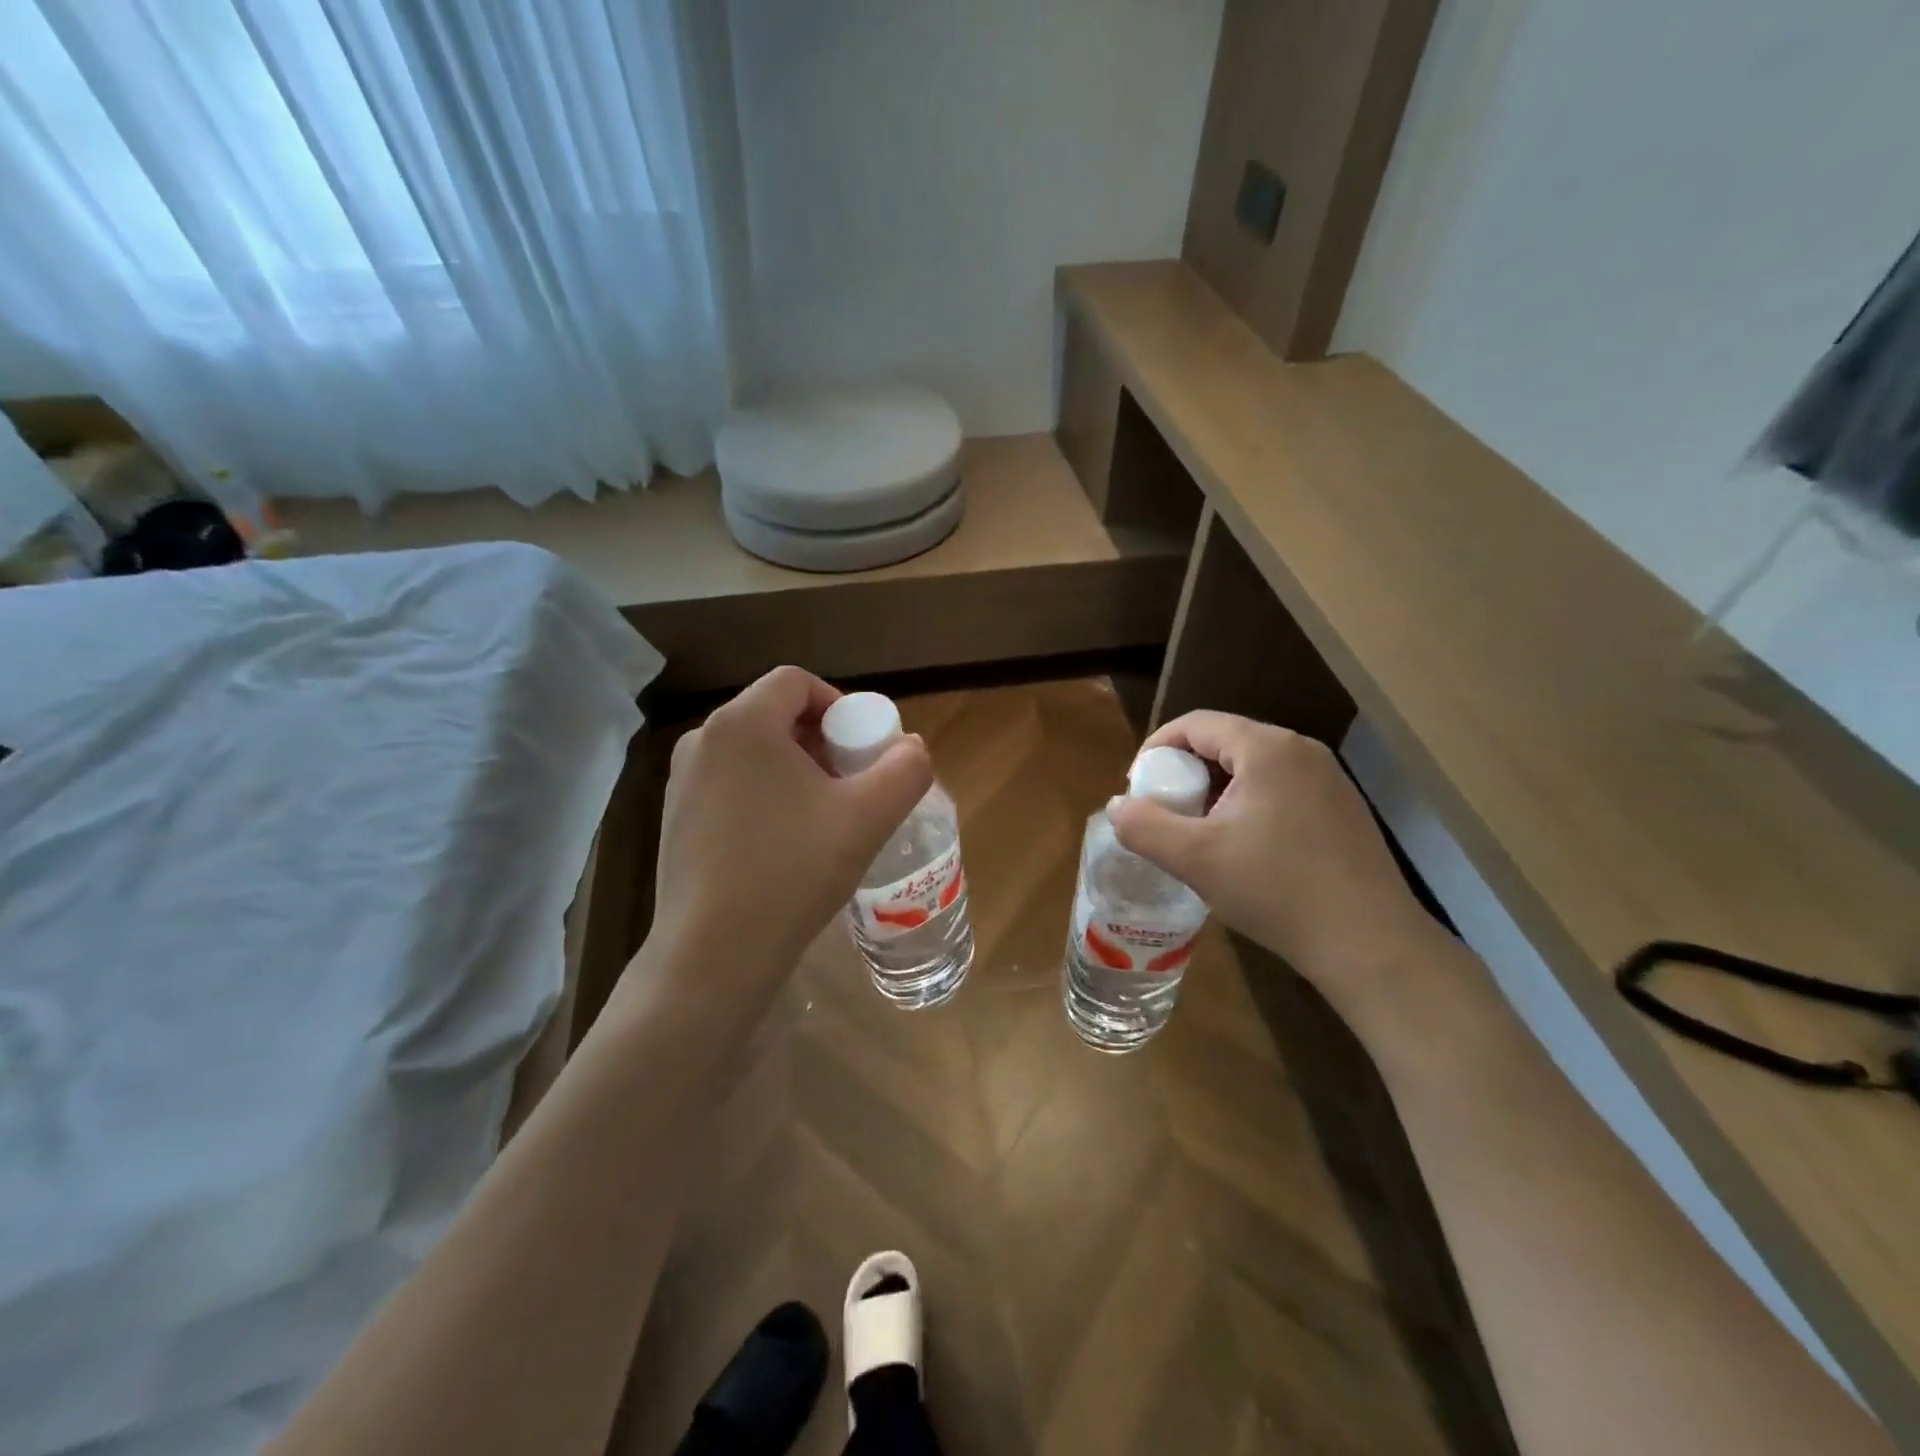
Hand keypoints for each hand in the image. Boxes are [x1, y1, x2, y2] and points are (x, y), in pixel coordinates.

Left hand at [647, 666, 932, 984]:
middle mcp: (702, 740)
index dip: (840, 704)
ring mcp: (680, 781)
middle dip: (821, 740)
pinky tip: (783, 844)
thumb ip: (905, 770)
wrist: (714, 954)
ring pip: (752, 751)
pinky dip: (764, 793)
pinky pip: (730, 783)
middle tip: (851, 784)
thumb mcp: (868, 818)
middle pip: (774, 714)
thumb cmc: (793, 872)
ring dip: (794, 768)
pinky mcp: (674, 818)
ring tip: (822, 816)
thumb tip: (912, 748)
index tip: (863, 749)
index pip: (797, 682)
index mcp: (743, 723)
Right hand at [1108, 711, 1444, 1021]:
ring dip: (1216, 792)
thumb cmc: (1276, 890)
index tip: (1138, 787)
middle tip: (1165, 813)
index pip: (1196, 724)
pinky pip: (1281, 790)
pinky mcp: (1343, 810)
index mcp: (1268, 749)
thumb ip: (1144, 826)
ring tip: (1200, 834)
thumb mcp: (1195, 859)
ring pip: (1254, 769)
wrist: (1370, 944)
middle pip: (1226, 743)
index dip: (1156, 748)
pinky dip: (1249, 806)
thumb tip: (1117, 806)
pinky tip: (1246, 850)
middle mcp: (1303, 752)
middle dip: (1186, 772)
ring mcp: (1330, 780)